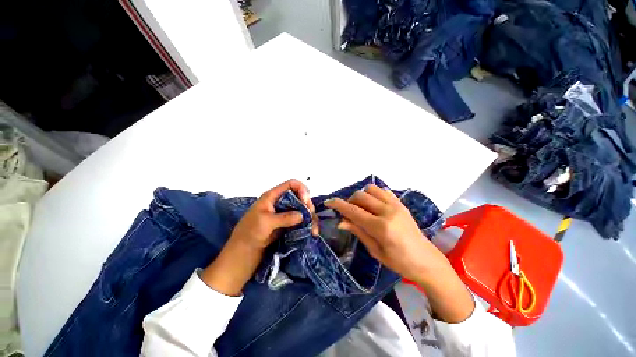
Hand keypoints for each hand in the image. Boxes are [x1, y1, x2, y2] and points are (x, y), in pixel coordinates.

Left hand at [201, 179, 317, 295]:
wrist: (240, 258)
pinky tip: (311, 233)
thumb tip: (303, 215)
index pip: (291, 185)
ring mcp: (284, 216)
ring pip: (302, 211)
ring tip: (314, 230)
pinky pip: (300, 222)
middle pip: (300, 197)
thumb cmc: (248, 236)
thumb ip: (284, 217)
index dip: (301, 189)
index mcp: (272, 197)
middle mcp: (280, 204)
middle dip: (307, 205)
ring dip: (310, 218)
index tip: (305, 201)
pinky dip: (307, 226)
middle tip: (310, 217)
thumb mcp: (265, 223)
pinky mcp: (286, 227)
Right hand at [325, 185, 474, 322]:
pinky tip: (373, 205)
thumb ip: (358, 232)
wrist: (426, 260)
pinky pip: (383, 191)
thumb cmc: (399, 262)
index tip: (328, 202)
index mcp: (381, 227)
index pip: (353, 211)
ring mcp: (396, 205)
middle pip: (360, 196)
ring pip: (371, 189)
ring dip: (361, 196)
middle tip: (348, 212)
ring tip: (361, 208)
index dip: (338, 205)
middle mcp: (388, 211)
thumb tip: (340, 221)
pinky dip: (373, 194)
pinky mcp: (401, 203)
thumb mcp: (375, 251)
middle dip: (349, 201)